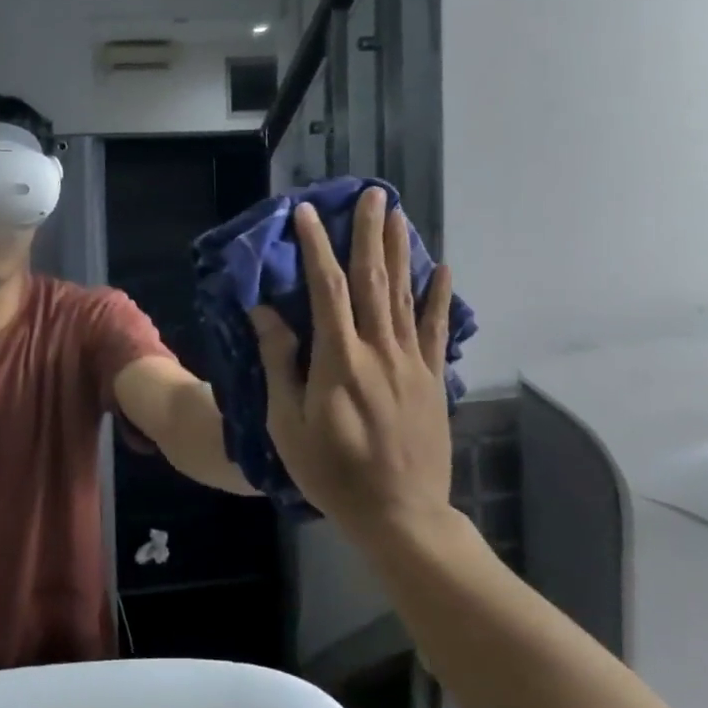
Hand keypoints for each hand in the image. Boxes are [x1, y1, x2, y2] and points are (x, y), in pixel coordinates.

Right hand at [249, 188, 456, 542]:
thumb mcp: (288, 422)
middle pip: (373, 280)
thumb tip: (266, 311)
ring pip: (404, 295)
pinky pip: (436, 330)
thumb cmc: (331, 470)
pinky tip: (442, 268)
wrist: (399, 514)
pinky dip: (439, 297)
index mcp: (339, 359)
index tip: (307, 213)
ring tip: (398, 215)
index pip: (326, 288)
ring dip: (400, 251)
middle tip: (372, 194)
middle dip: (369, 234)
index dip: (316, 247)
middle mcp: (379, 350)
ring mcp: (412, 363)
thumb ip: (281, 362)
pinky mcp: (432, 379)